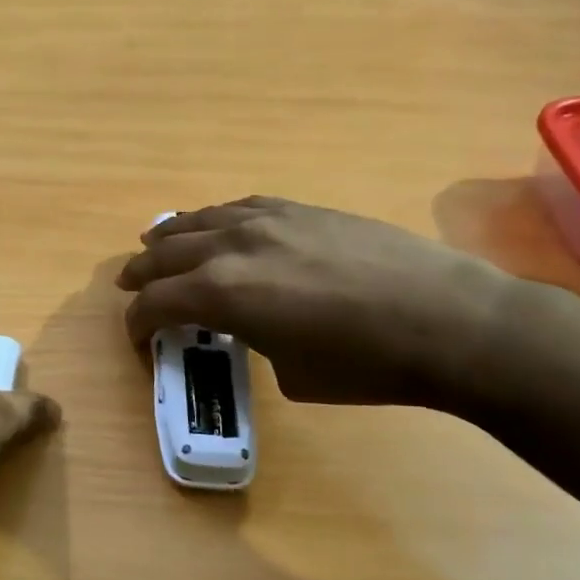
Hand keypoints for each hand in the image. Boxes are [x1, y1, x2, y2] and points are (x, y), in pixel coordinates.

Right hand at [116, 198, 514, 406]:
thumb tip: (253, 326)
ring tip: (154, 243)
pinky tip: (214, 225)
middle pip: (166, 254)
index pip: (156, 302)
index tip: (137, 337)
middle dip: (141, 273)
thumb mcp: (292, 373)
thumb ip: (254, 341)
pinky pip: (238, 206)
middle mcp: (232, 246)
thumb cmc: (367, 364)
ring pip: (197, 221)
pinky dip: (214, 219)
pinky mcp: (300, 209)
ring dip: (169, 237)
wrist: (450, 321)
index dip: (137, 322)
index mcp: (222, 293)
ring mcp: (267, 219)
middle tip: (129, 287)